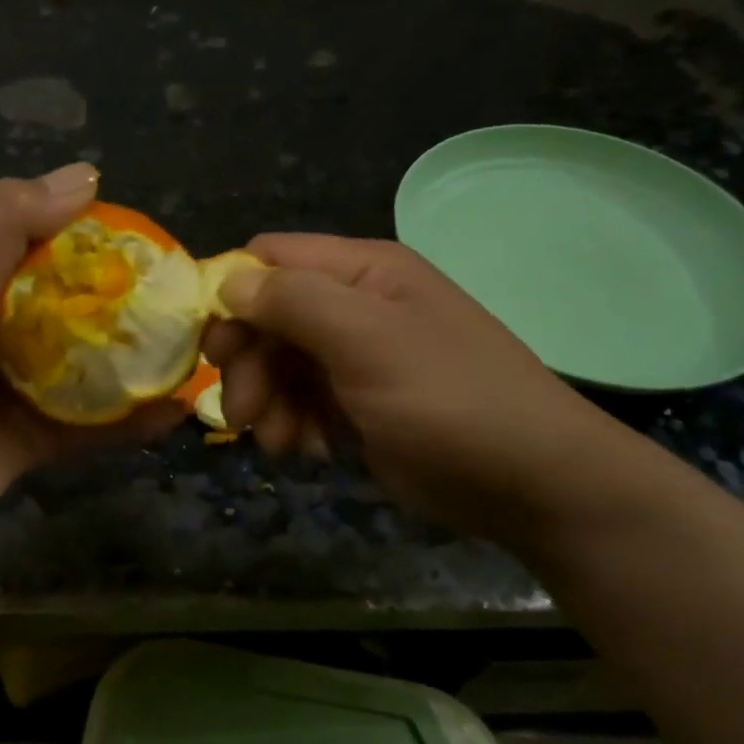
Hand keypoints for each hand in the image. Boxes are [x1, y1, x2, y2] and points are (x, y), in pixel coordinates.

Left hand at [0, 166, 184, 539]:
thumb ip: (8, 223)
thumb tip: (86, 174)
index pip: (57, 253)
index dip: (104, 247)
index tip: (158, 248)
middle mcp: (11, 333)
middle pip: (84, 315)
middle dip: (134, 309)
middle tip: (192, 304)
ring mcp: (26, 391)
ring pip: (96, 372)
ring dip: (141, 366)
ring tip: (199, 353)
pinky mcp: (37, 441)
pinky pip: (95, 429)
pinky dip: (133, 423)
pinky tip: (178, 410)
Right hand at [206, 234, 633, 543]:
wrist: (532, 484)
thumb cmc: (450, 400)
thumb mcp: (369, 342)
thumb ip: (295, 302)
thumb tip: (228, 282)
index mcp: (362, 271)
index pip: (270, 258)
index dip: (231, 294)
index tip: (212, 348)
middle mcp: (355, 305)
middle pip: (267, 316)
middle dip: (248, 363)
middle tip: (241, 412)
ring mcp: (356, 356)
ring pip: (278, 364)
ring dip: (266, 402)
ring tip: (279, 442)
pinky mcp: (358, 404)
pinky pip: (301, 401)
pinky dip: (293, 425)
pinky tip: (310, 452)